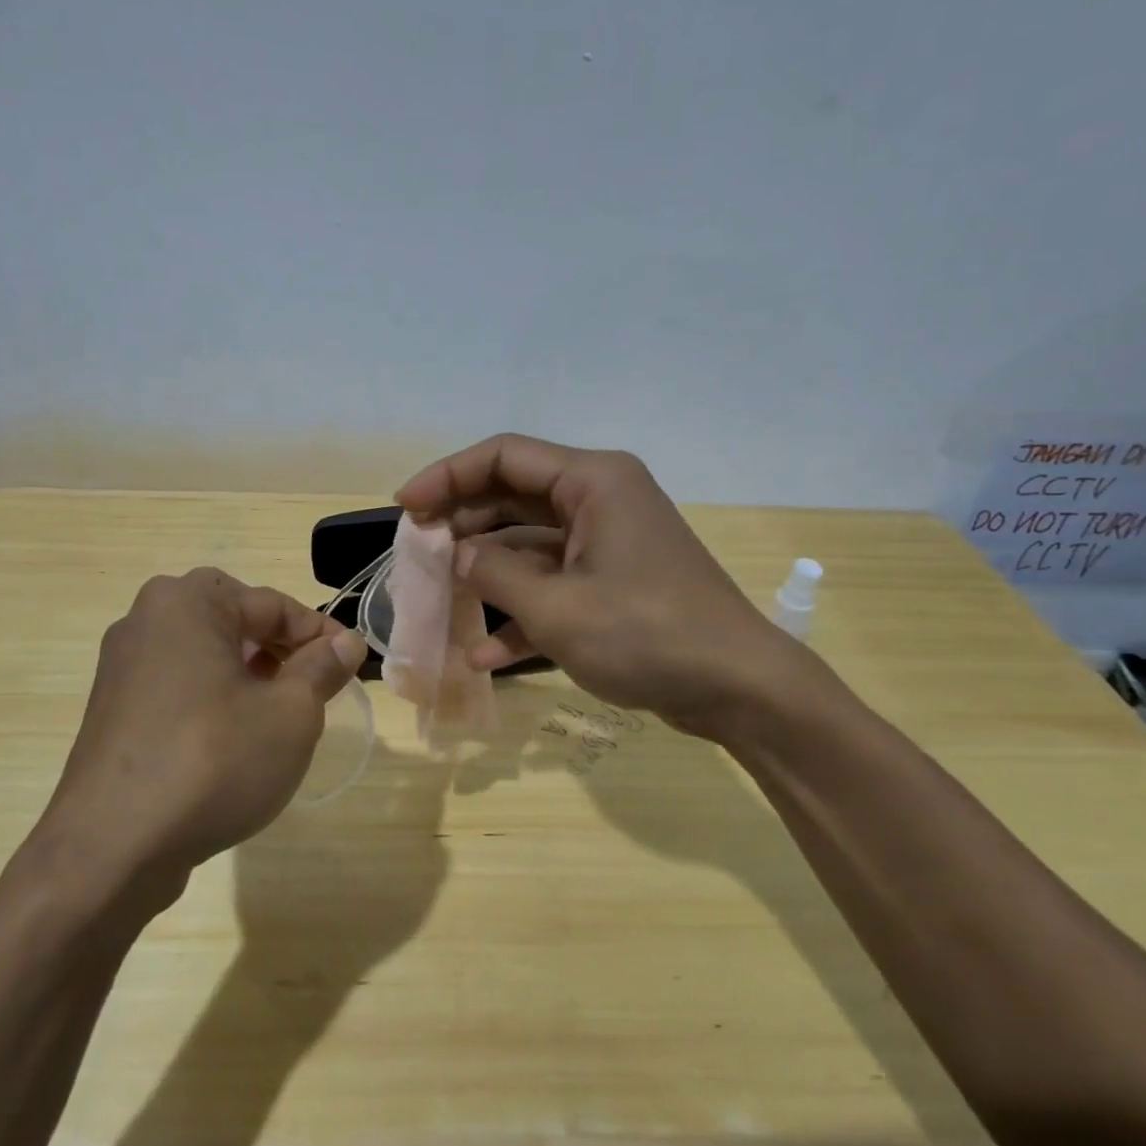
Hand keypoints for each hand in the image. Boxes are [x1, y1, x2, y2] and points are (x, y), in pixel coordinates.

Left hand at [38, 569, 368, 901]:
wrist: (110, 849)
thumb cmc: (212, 762)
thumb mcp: (290, 714)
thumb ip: (322, 668)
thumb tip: (347, 643)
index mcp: (187, 603)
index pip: (273, 604)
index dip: (320, 634)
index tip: (351, 664)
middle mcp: (146, 620)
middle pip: (235, 621)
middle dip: (281, 648)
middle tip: (314, 686)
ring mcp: (122, 666)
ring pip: (206, 653)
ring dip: (249, 673)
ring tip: (279, 714)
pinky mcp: (113, 709)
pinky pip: (178, 684)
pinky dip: (214, 696)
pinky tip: (234, 739)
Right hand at [396, 434, 816, 737]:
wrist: (739, 689)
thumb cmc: (647, 635)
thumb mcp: (557, 608)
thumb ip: (495, 575)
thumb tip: (458, 557)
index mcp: (593, 482)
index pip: (503, 456)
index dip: (447, 476)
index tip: (406, 508)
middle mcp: (600, 500)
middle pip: (513, 497)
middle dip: (463, 525)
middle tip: (418, 555)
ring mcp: (608, 543)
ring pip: (530, 544)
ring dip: (487, 574)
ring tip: (440, 600)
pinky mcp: (614, 583)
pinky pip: (555, 583)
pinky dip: (522, 611)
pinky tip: (484, 653)